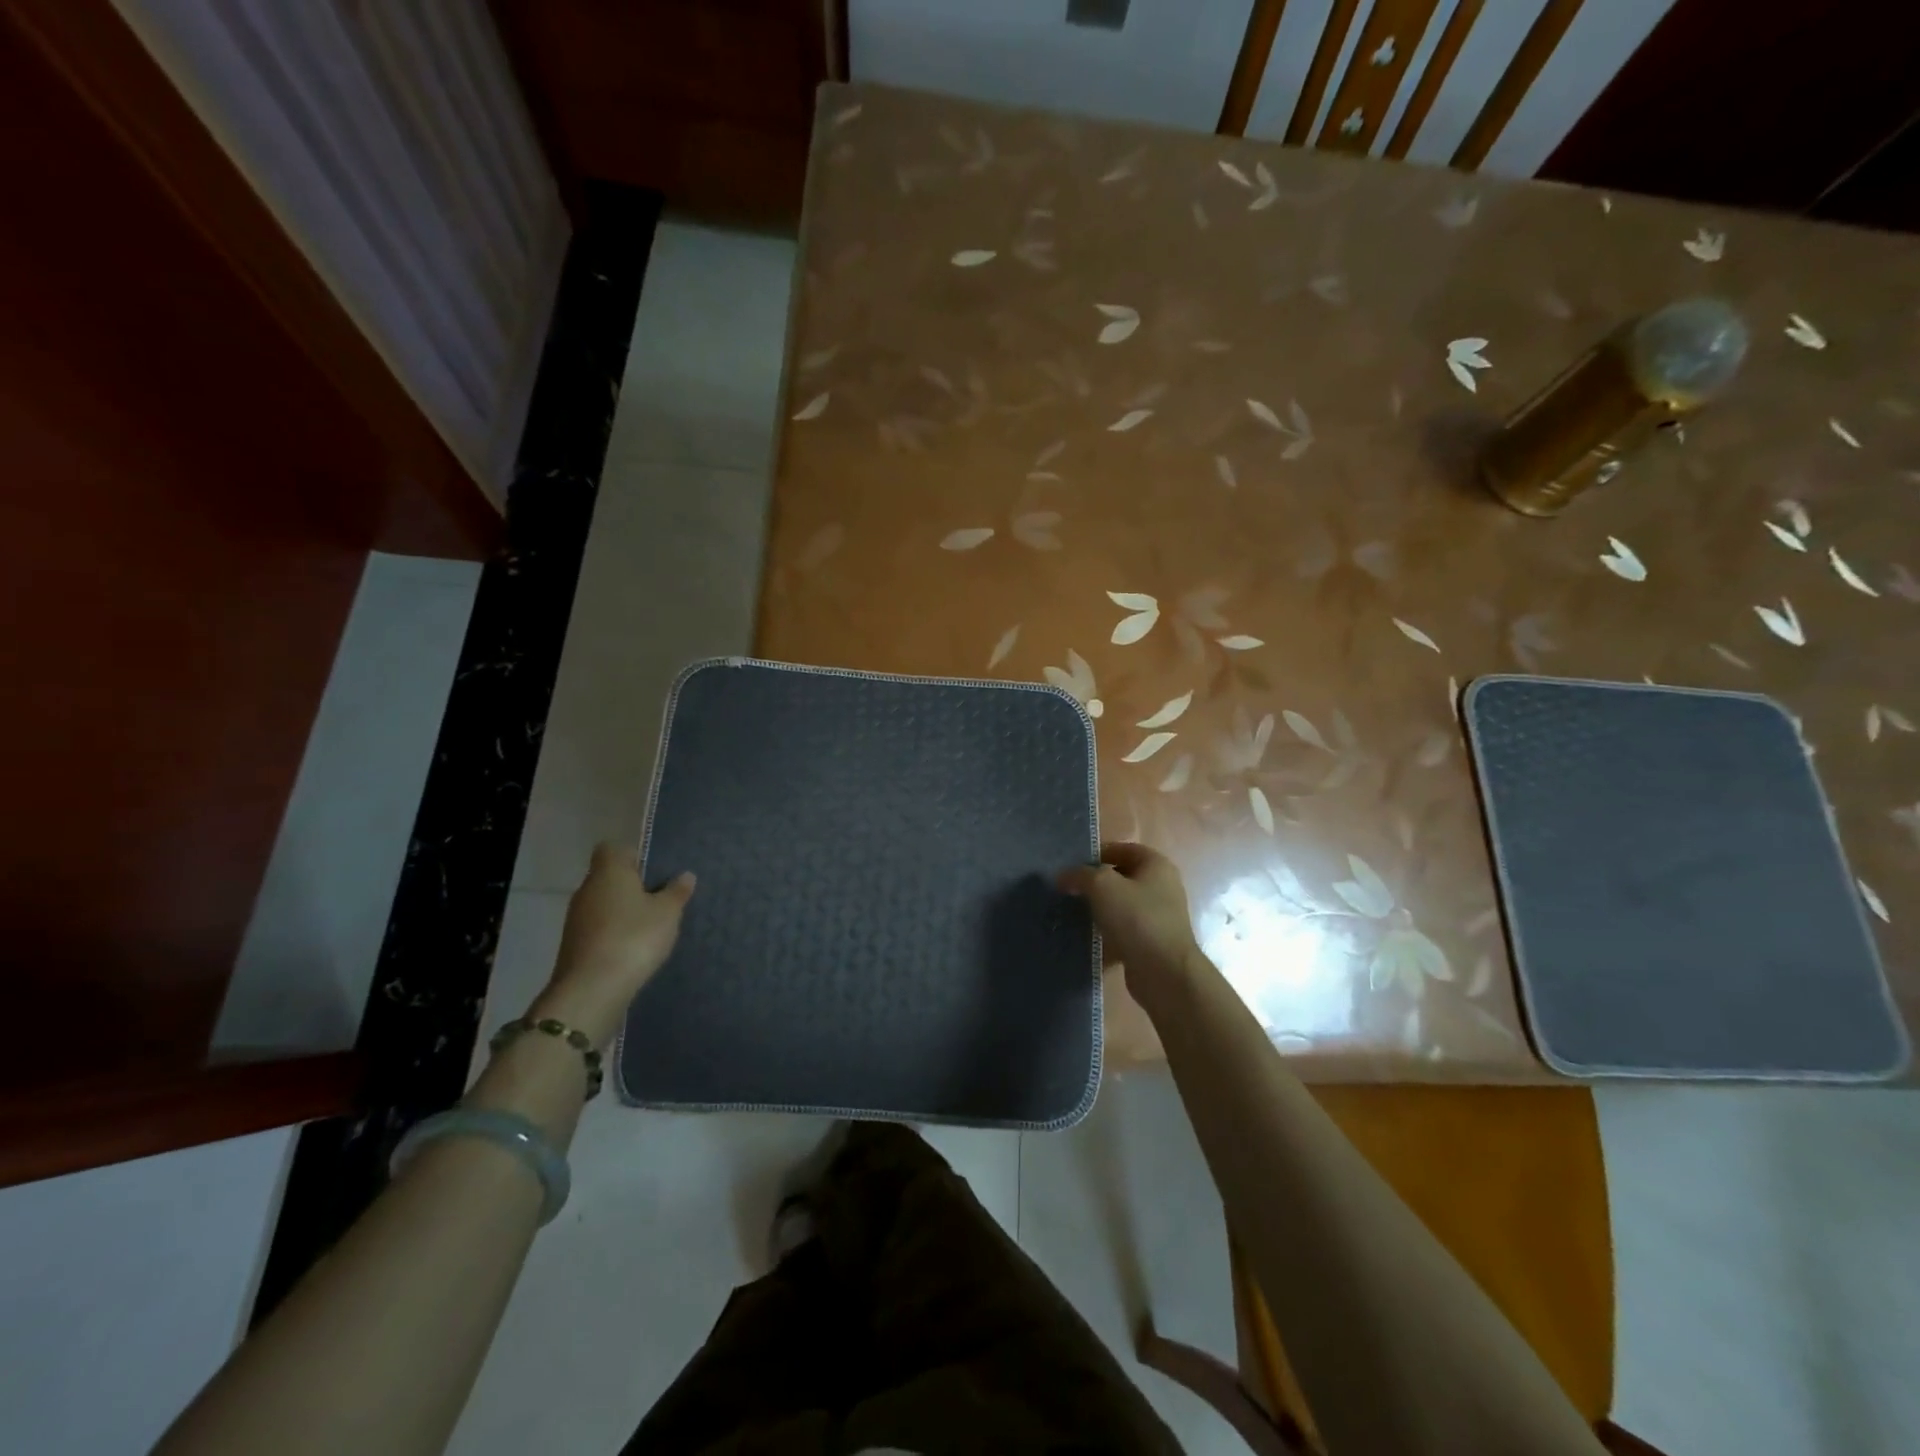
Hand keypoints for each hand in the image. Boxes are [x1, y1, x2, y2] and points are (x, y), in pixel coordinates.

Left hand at [535, 843, 694, 1046]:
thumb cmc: (634, 938)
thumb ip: (677, 892)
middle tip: (661, 900)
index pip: (612, 848)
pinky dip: (614, 932)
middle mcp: (587, 889)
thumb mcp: (668, 913)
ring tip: (651, 927)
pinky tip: (633, 948)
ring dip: (623, 911)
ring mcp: (576, 919)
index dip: (633, 855)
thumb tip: (685, 875)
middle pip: (609, 877)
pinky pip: (598, 927)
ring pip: (604, 903)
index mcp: (609, 872)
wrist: (592, 990)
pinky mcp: (574, 945)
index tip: (654, 871)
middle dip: (632, 886)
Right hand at [1058, 842, 1203, 1011]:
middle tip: (1068, 891)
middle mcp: (1162, 886)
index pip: (1121, 848)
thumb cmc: (1137, 918)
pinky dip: (1107, 931)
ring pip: (1121, 904)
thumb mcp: (1102, 886)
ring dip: (1099, 909)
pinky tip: (1087, 937)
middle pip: (1121, 877)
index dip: (1095, 855)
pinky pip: (1124, 929)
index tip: (1071, 868)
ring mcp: (1159, 915)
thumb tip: (1063, 876)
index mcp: (1156, 864)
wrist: (1164, 972)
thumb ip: (1080, 875)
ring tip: (1073, 914)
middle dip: (1094, 883)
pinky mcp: (1152, 941)